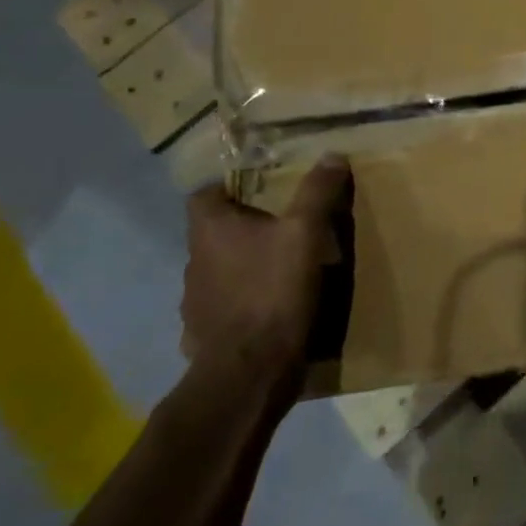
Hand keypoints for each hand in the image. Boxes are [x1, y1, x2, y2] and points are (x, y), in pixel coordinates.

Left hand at [182, 157, 353, 396]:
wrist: (250, 370)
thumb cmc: (274, 290)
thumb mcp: (306, 233)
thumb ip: (317, 193)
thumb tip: (332, 155)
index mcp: (210, 230)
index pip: (204, 195)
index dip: (229, 188)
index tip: (263, 191)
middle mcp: (193, 261)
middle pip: (214, 233)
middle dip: (244, 228)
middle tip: (284, 227)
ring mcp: (194, 301)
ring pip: (219, 271)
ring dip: (243, 267)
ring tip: (281, 269)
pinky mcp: (204, 334)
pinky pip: (223, 307)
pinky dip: (242, 303)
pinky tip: (270, 309)